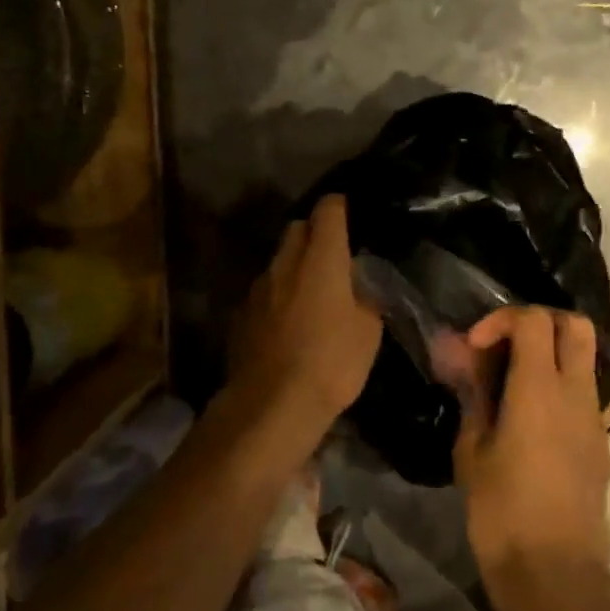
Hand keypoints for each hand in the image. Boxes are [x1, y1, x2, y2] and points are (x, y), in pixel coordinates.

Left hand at [225, 195, 382, 446]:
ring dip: (293, 268)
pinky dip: (276, 297)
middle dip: (313, 233)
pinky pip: (263, 293)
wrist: (272, 404)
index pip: (327, 211)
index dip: (338, 206)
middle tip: (332, 256)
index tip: (348, 212)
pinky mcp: (240, 315)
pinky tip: (286, 324)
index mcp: (321, 259)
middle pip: (296, 229)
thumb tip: (360, 285)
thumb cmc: (331, 363)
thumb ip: (366, 297)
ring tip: (310, 294)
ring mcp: (257, 288)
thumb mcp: (369, 332)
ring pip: (277, 262)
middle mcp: (284, 263)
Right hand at [450, 306, 609, 610]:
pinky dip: (557, 387)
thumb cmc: (503, 513)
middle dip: (538, 322)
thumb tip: (462, 360)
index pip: (534, 320)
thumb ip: (472, 396)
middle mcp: (576, 394)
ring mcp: (594, 419)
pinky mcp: (600, 444)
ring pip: (582, 359)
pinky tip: (527, 421)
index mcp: (540, 389)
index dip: (501, 320)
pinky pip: (582, 394)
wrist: (557, 578)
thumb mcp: (472, 451)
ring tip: (508, 385)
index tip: (475, 347)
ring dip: (548, 356)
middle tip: (503, 347)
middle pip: (574, 325)